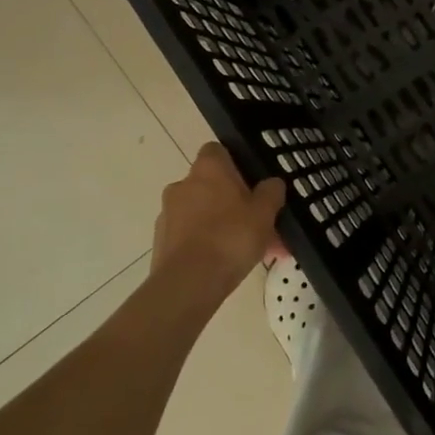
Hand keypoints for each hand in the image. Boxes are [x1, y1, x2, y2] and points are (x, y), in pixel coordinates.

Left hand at [151, 144, 285, 299]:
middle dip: (234, 202)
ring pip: (204, 214)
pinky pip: (192, 236)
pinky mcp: (162, 242)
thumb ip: (271, 193)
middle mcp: (183, 185)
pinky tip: (229, 265)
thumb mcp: (265, 213)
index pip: (217, 151)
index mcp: (208, 169)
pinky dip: (208, 244)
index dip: (235, 163)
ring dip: (223, 225)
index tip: (251, 182)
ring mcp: (168, 214)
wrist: (188, 283)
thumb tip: (272, 183)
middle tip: (259, 224)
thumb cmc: (231, 237)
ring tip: (251, 251)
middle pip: (212, 185)